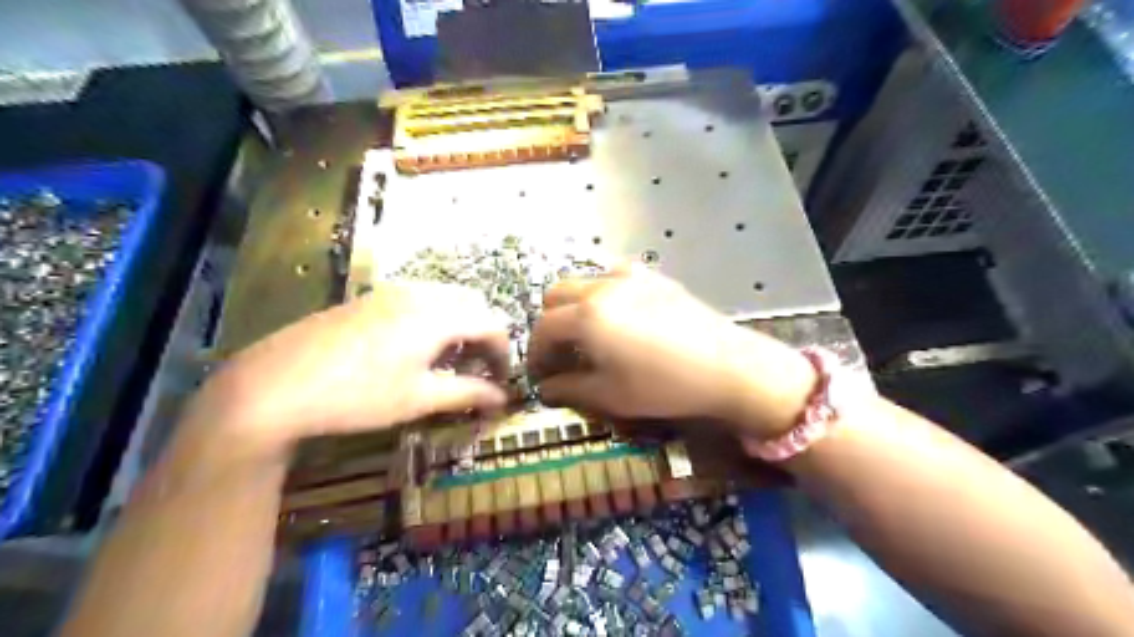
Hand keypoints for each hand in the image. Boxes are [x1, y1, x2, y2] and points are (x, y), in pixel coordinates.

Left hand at [182, 282, 510, 457]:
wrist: (275, 385)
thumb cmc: (358, 395)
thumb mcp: (419, 398)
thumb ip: (468, 394)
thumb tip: (503, 399)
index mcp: (438, 315)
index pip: (492, 324)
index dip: (503, 354)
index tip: (499, 383)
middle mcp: (419, 294)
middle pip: (472, 305)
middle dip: (483, 336)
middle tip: (476, 371)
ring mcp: (390, 292)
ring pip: (445, 300)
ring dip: (459, 327)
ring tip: (447, 362)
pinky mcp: (368, 299)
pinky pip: (418, 301)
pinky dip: (433, 321)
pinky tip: (414, 351)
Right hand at [526, 267, 820, 439]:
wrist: (727, 366)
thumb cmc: (664, 385)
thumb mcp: (610, 395)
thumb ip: (570, 389)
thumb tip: (545, 388)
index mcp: (587, 316)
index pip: (544, 329)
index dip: (536, 354)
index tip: (540, 375)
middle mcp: (602, 286)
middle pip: (556, 295)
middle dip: (550, 323)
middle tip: (561, 353)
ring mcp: (630, 276)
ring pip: (583, 280)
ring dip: (574, 305)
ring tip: (587, 334)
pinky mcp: (654, 276)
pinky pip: (613, 276)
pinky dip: (601, 293)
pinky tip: (619, 316)